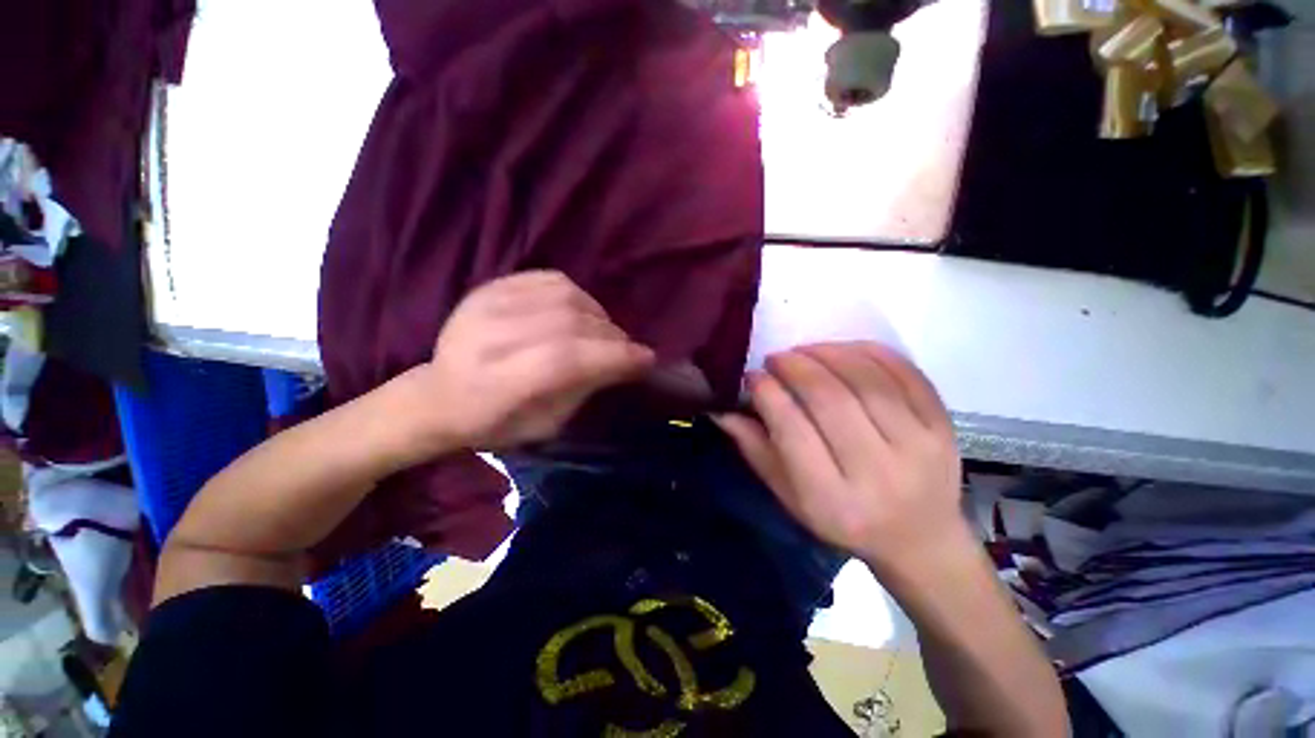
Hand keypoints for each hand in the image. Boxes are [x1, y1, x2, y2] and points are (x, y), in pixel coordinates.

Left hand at [402, 271, 654, 450]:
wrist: (438, 395)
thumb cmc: (494, 423)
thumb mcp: (544, 425)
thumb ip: (583, 390)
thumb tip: (623, 362)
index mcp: (496, 386)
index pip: (565, 360)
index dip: (612, 356)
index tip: (646, 359)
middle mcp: (488, 338)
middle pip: (568, 323)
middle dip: (610, 336)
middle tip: (626, 349)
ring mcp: (485, 305)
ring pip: (563, 296)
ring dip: (598, 314)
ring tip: (604, 332)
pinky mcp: (490, 287)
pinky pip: (549, 279)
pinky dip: (577, 295)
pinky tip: (581, 313)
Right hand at [714, 342, 965, 569]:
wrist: (920, 539)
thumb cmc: (844, 520)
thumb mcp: (790, 498)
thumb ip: (755, 451)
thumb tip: (721, 410)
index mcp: (833, 498)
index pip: (793, 431)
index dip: (768, 394)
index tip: (752, 376)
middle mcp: (878, 472)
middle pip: (830, 399)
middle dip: (795, 367)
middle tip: (776, 358)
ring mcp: (919, 446)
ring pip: (866, 380)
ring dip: (828, 353)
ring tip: (804, 351)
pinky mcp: (943, 426)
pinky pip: (905, 372)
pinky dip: (868, 351)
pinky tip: (842, 350)